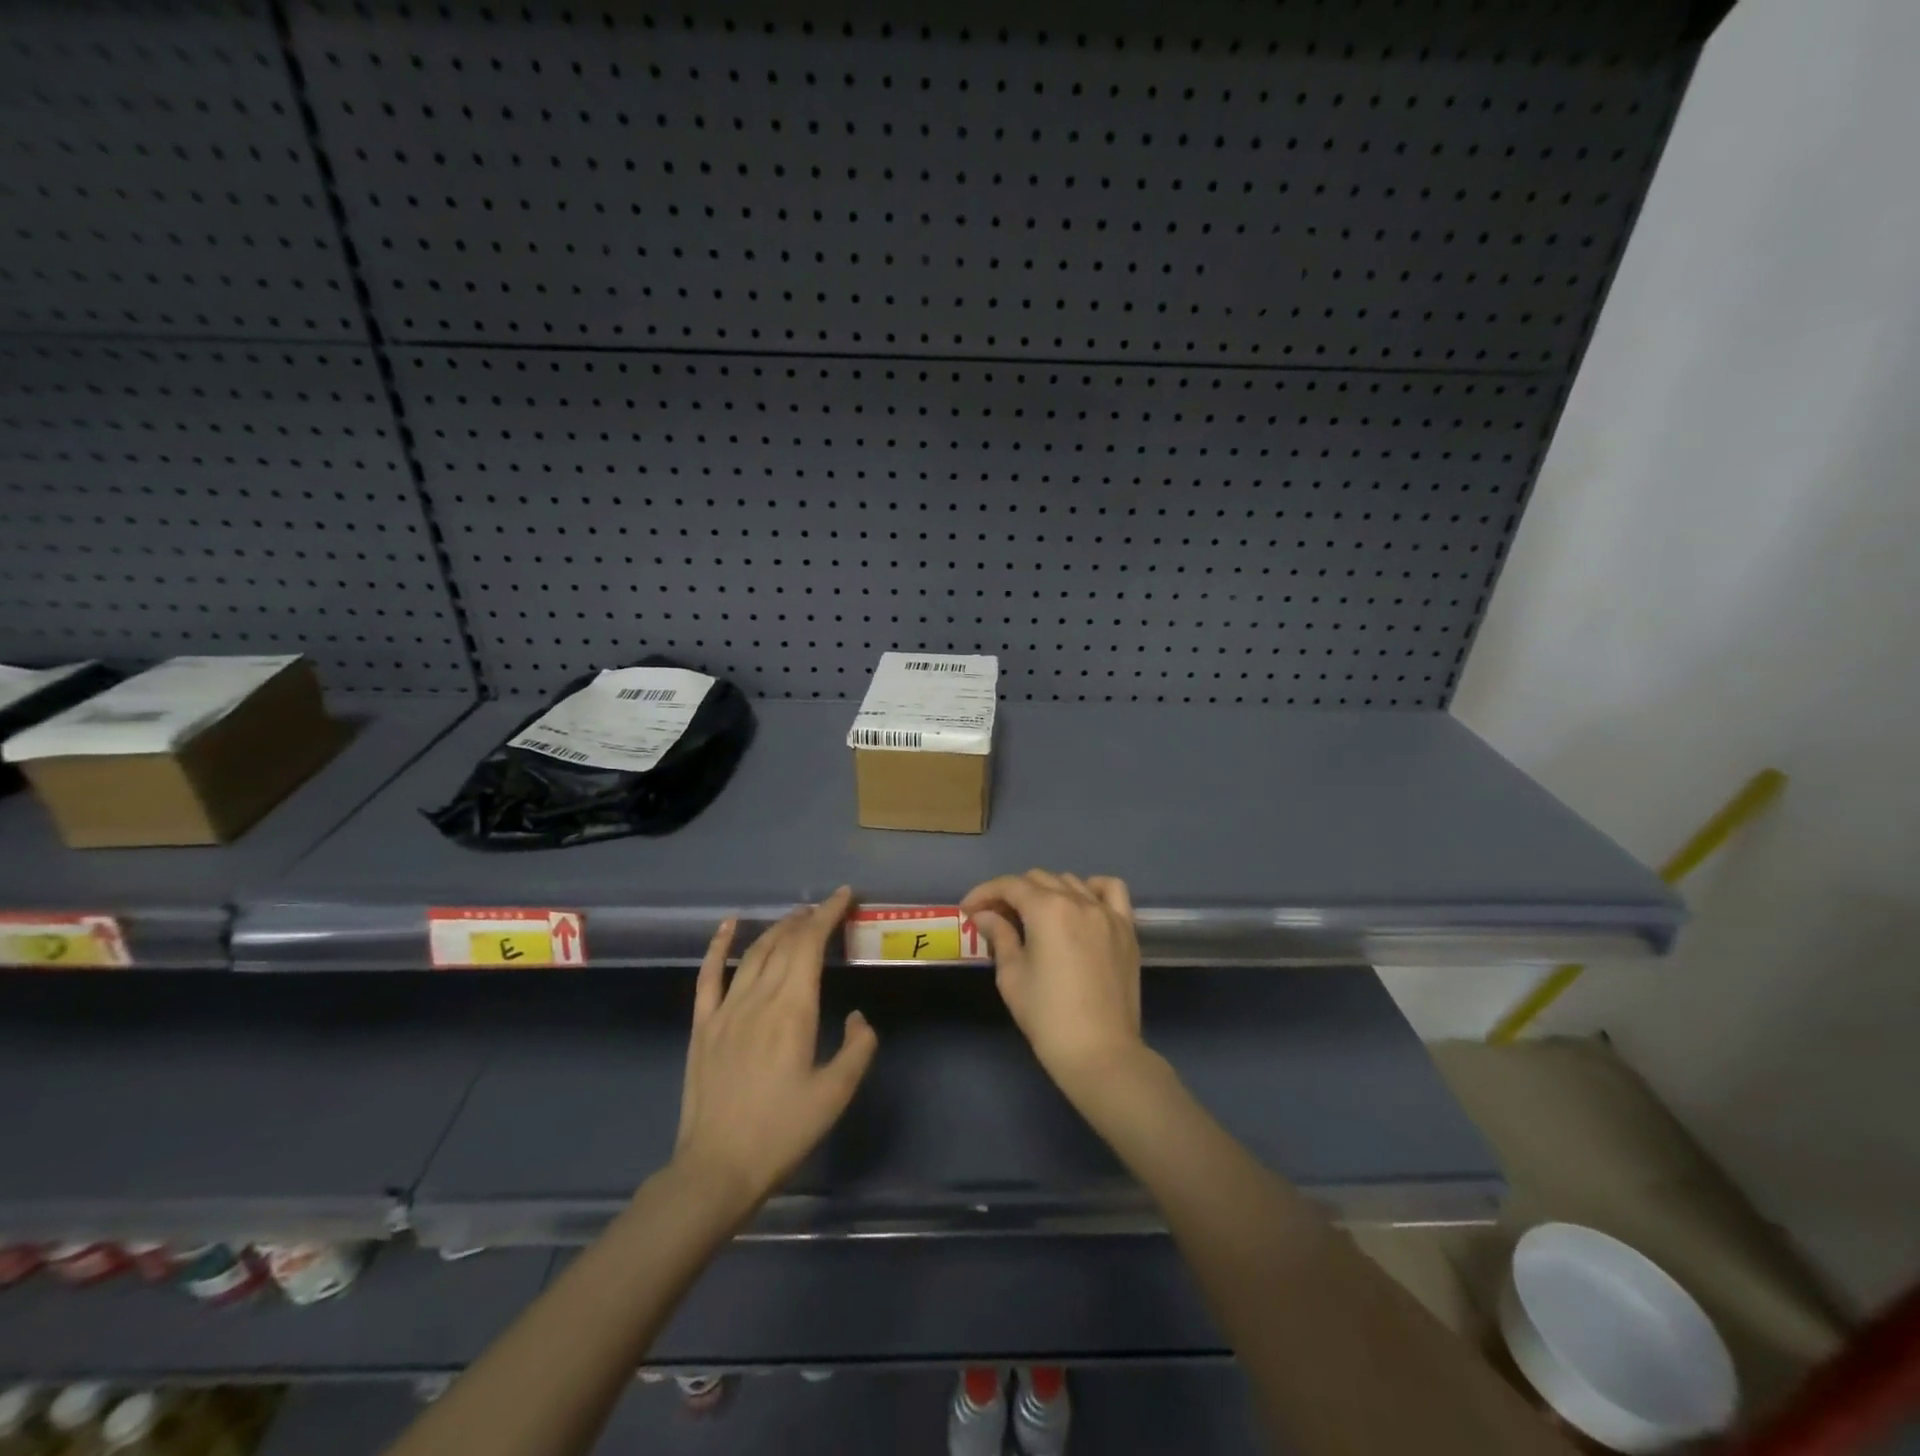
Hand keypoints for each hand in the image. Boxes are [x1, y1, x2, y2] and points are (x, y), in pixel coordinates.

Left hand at [673, 888, 877, 1210]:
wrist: (717, 1169)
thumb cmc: (782, 1132)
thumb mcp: (835, 1095)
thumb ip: (857, 1048)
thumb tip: (857, 1016)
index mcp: (793, 1010)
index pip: (810, 945)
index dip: (828, 915)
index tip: (844, 896)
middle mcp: (759, 998)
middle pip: (784, 943)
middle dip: (807, 919)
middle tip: (826, 909)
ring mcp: (726, 1010)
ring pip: (754, 953)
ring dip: (777, 929)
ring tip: (795, 918)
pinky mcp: (703, 1026)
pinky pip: (708, 975)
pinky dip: (718, 946)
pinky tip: (727, 926)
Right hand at [961, 871, 1146, 1098]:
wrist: (1100, 1053)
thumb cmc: (1047, 1017)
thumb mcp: (1012, 975)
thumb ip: (999, 936)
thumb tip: (985, 915)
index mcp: (1048, 909)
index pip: (1009, 886)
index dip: (984, 893)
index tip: (968, 910)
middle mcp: (1079, 901)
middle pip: (1038, 879)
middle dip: (1011, 893)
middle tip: (995, 918)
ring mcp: (1107, 913)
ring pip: (1071, 881)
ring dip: (1047, 891)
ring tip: (1034, 915)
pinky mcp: (1126, 929)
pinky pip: (1111, 891)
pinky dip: (1092, 888)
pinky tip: (1080, 904)